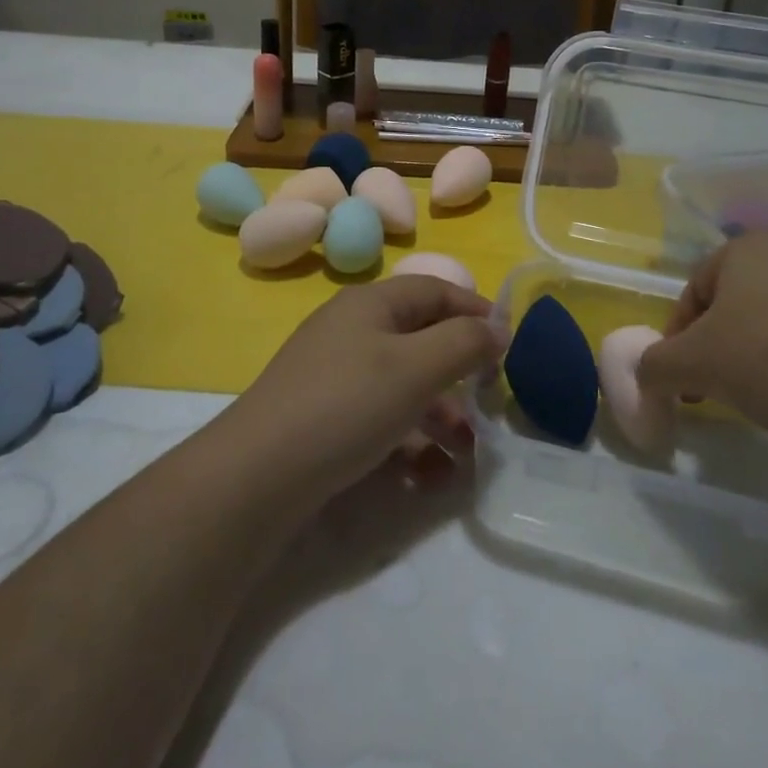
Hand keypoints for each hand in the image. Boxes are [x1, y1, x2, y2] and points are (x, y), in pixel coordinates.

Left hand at [221, 276, 503, 508]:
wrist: (257, 476)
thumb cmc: (346, 405)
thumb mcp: (416, 368)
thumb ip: (464, 343)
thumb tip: (499, 326)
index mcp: (371, 305)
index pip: (434, 290)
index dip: (474, 310)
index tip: (510, 342)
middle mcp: (351, 331)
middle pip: (420, 339)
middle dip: (459, 374)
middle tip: (489, 403)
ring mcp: (334, 375)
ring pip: (403, 386)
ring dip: (439, 417)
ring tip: (464, 456)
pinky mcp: (324, 418)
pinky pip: (379, 419)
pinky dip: (408, 442)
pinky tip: (425, 477)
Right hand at [636, 230, 767, 458]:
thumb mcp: (693, 365)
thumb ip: (655, 366)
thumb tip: (645, 377)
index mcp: (748, 247)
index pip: (695, 289)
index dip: (679, 336)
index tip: (682, 378)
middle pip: (739, 302)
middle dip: (721, 345)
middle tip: (718, 387)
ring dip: (763, 355)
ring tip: (767, 398)